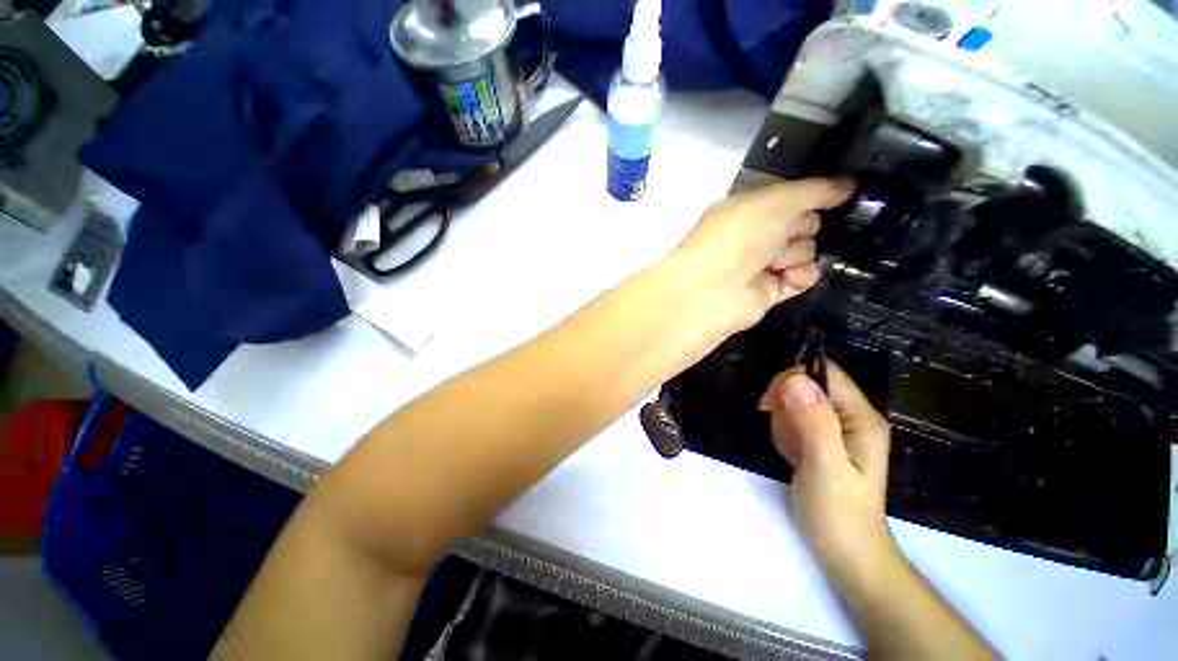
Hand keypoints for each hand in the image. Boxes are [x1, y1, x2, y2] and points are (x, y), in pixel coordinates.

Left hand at [669, 178, 853, 333]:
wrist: (711, 290)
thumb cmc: (738, 237)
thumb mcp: (776, 201)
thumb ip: (814, 190)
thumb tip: (847, 184)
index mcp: (745, 209)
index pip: (789, 197)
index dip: (810, 196)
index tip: (837, 194)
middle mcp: (752, 235)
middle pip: (802, 223)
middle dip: (803, 226)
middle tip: (786, 234)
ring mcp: (759, 265)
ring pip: (804, 251)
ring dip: (795, 253)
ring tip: (774, 261)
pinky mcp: (767, 292)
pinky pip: (801, 278)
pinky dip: (799, 276)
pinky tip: (787, 277)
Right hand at [758, 361, 895, 580]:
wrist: (846, 554)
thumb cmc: (839, 513)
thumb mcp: (826, 467)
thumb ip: (814, 422)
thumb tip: (795, 379)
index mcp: (861, 418)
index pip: (824, 373)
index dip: (793, 379)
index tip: (769, 404)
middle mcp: (852, 417)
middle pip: (807, 385)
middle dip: (786, 405)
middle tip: (784, 435)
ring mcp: (837, 429)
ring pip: (796, 402)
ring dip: (783, 422)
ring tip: (792, 452)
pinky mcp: (823, 440)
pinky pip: (793, 420)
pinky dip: (784, 433)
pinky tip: (792, 455)